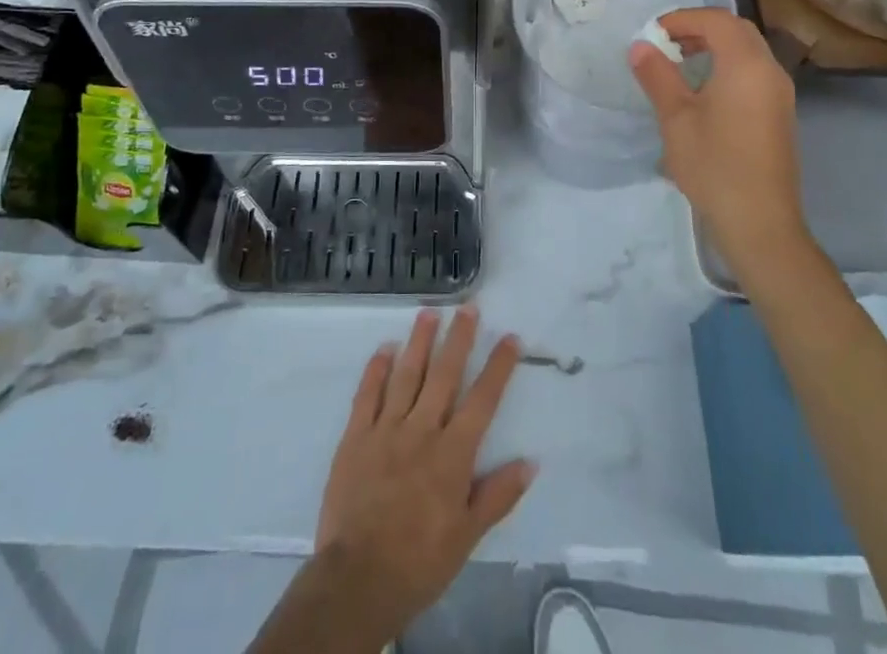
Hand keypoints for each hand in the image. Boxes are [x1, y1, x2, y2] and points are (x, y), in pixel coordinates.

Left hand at [314, 307, 534, 635]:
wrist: (358, 580)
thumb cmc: (419, 561)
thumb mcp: (467, 536)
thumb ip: (498, 495)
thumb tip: (531, 461)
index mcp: (453, 454)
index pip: (482, 401)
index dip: (498, 367)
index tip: (510, 337)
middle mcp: (422, 431)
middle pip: (444, 375)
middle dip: (459, 338)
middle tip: (467, 307)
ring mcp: (386, 429)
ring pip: (407, 375)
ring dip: (419, 341)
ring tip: (428, 313)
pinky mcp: (356, 436)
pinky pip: (367, 394)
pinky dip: (377, 369)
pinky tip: (385, 348)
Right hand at [629, 7, 811, 283]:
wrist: (760, 223)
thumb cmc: (714, 166)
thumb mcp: (676, 118)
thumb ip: (657, 76)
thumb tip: (640, 46)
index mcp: (746, 65)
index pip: (716, 20)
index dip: (682, 19)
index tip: (653, 33)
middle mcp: (770, 70)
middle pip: (737, 30)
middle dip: (700, 28)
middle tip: (667, 42)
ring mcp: (780, 93)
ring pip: (749, 50)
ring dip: (716, 46)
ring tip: (681, 62)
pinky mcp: (780, 113)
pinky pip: (755, 71)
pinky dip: (729, 65)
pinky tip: (704, 90)